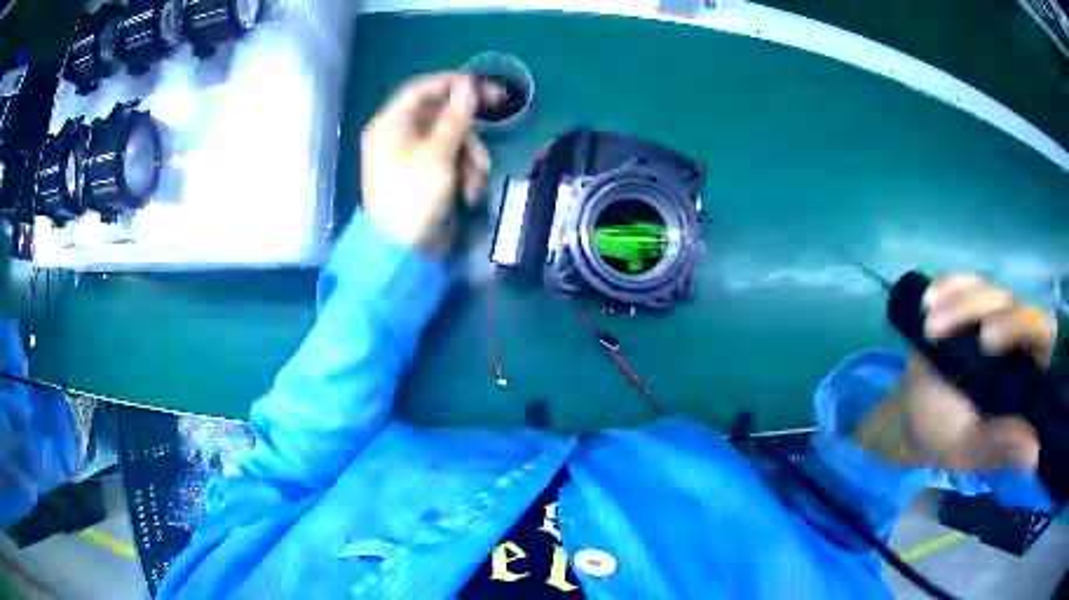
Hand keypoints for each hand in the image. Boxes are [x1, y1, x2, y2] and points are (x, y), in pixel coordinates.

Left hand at [360, 73, 496, 255]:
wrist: (404, 253)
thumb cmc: (413, 199)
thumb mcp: (437, 156)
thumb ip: (455, 118)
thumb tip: (468, 86)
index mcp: (391, 126)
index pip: (421, 89)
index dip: (452, 82)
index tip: (481, 83)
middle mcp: (401, 135)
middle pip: (442, 113)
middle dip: (469, 126)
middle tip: (501, 107)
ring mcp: (416, 156)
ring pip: (454, 138)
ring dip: (472, 157)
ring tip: (473, 184)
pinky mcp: (430, 174)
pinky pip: (454, 159)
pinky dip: (466, 174)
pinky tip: (469, 195)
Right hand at [858, 274, 1052, 470]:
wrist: (914, 416)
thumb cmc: (945, 436)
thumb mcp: (970, 447)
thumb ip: (1000, 445)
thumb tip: (1035, 454)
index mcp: (1028, 374)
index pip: (1042, 333)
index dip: (1023, 324)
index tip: (985, 339)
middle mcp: (1018, 339)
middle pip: (1013, 302)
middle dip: (979, 308)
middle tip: (943, 328)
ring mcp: (995, 315)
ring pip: (988, 289)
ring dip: (956, 304)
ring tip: (929, 327)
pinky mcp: (972, 300)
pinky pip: (965, 279)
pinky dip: (947, 286)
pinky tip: (929, 302)